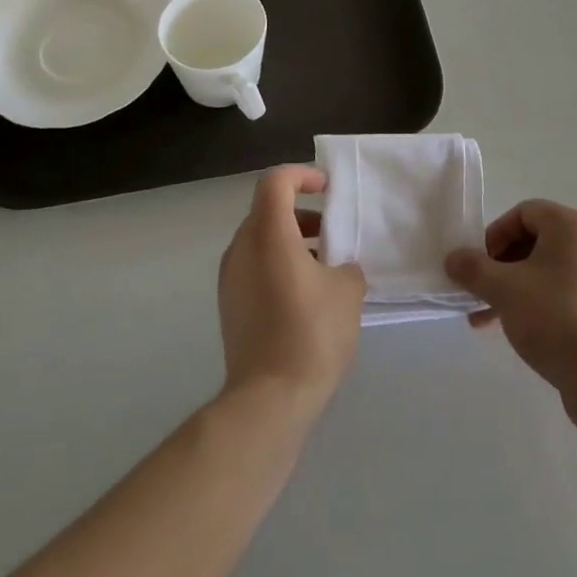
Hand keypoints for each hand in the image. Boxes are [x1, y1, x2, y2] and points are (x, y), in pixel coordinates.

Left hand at [217, 166, 365, 415]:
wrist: (268, 400)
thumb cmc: (311, 334)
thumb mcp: (347, 292)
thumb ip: (346, 266)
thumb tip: (338, 269)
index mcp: (267, 233)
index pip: (276, 182)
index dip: (302, 175)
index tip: (327, 188)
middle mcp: (241, 248)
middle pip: (267, 210)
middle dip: (300, 213)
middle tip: (330, 231)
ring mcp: (230, 278)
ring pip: (260, 241)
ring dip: (290, 241)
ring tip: (323, 266)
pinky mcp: (229, 305)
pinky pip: (254, 267)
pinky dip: (278, 265)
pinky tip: (304, 295)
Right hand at [445, 200, 576, 421]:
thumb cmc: (553, 319)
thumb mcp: (503, 289)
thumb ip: (472, 268)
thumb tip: (453, 258)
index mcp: (572, 227)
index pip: (524, 213)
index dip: (495, 235)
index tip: (480, 265)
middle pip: (535, 241)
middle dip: (500, 266)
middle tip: (480, 292)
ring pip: (546, 271)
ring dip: (514, 288)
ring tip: (488, 319)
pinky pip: (564, 293)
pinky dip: (538, 303)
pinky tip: (517, 330)